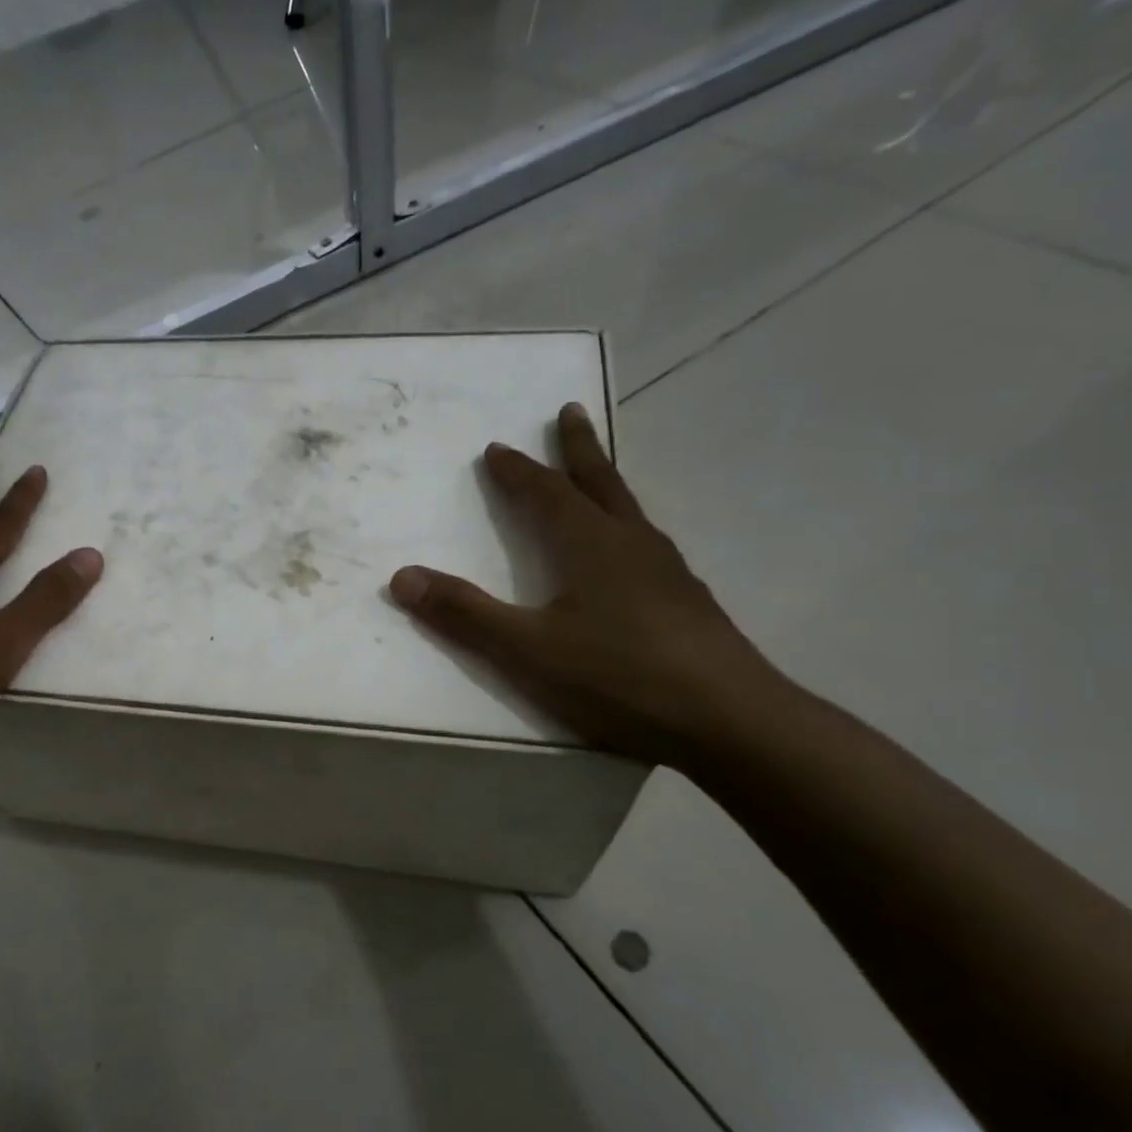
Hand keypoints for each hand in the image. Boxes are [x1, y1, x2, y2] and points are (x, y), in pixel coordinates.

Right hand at [389, 402, 777, 765]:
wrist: (729, 720)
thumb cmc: (620, 676)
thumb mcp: (528, 649)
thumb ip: (465, 614)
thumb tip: (402, 577)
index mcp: (591, 545)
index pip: (547, 493)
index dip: (518, 470)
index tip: (497, 448)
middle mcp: (631, 544)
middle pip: (600, 481)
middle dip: (578, 447)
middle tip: (568, 410)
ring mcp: (667, 571)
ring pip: (629, 510)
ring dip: (605, 482)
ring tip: (594, 475)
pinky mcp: (687, 600)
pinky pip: (645, 542)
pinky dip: (625, 525)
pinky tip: (628, 554)